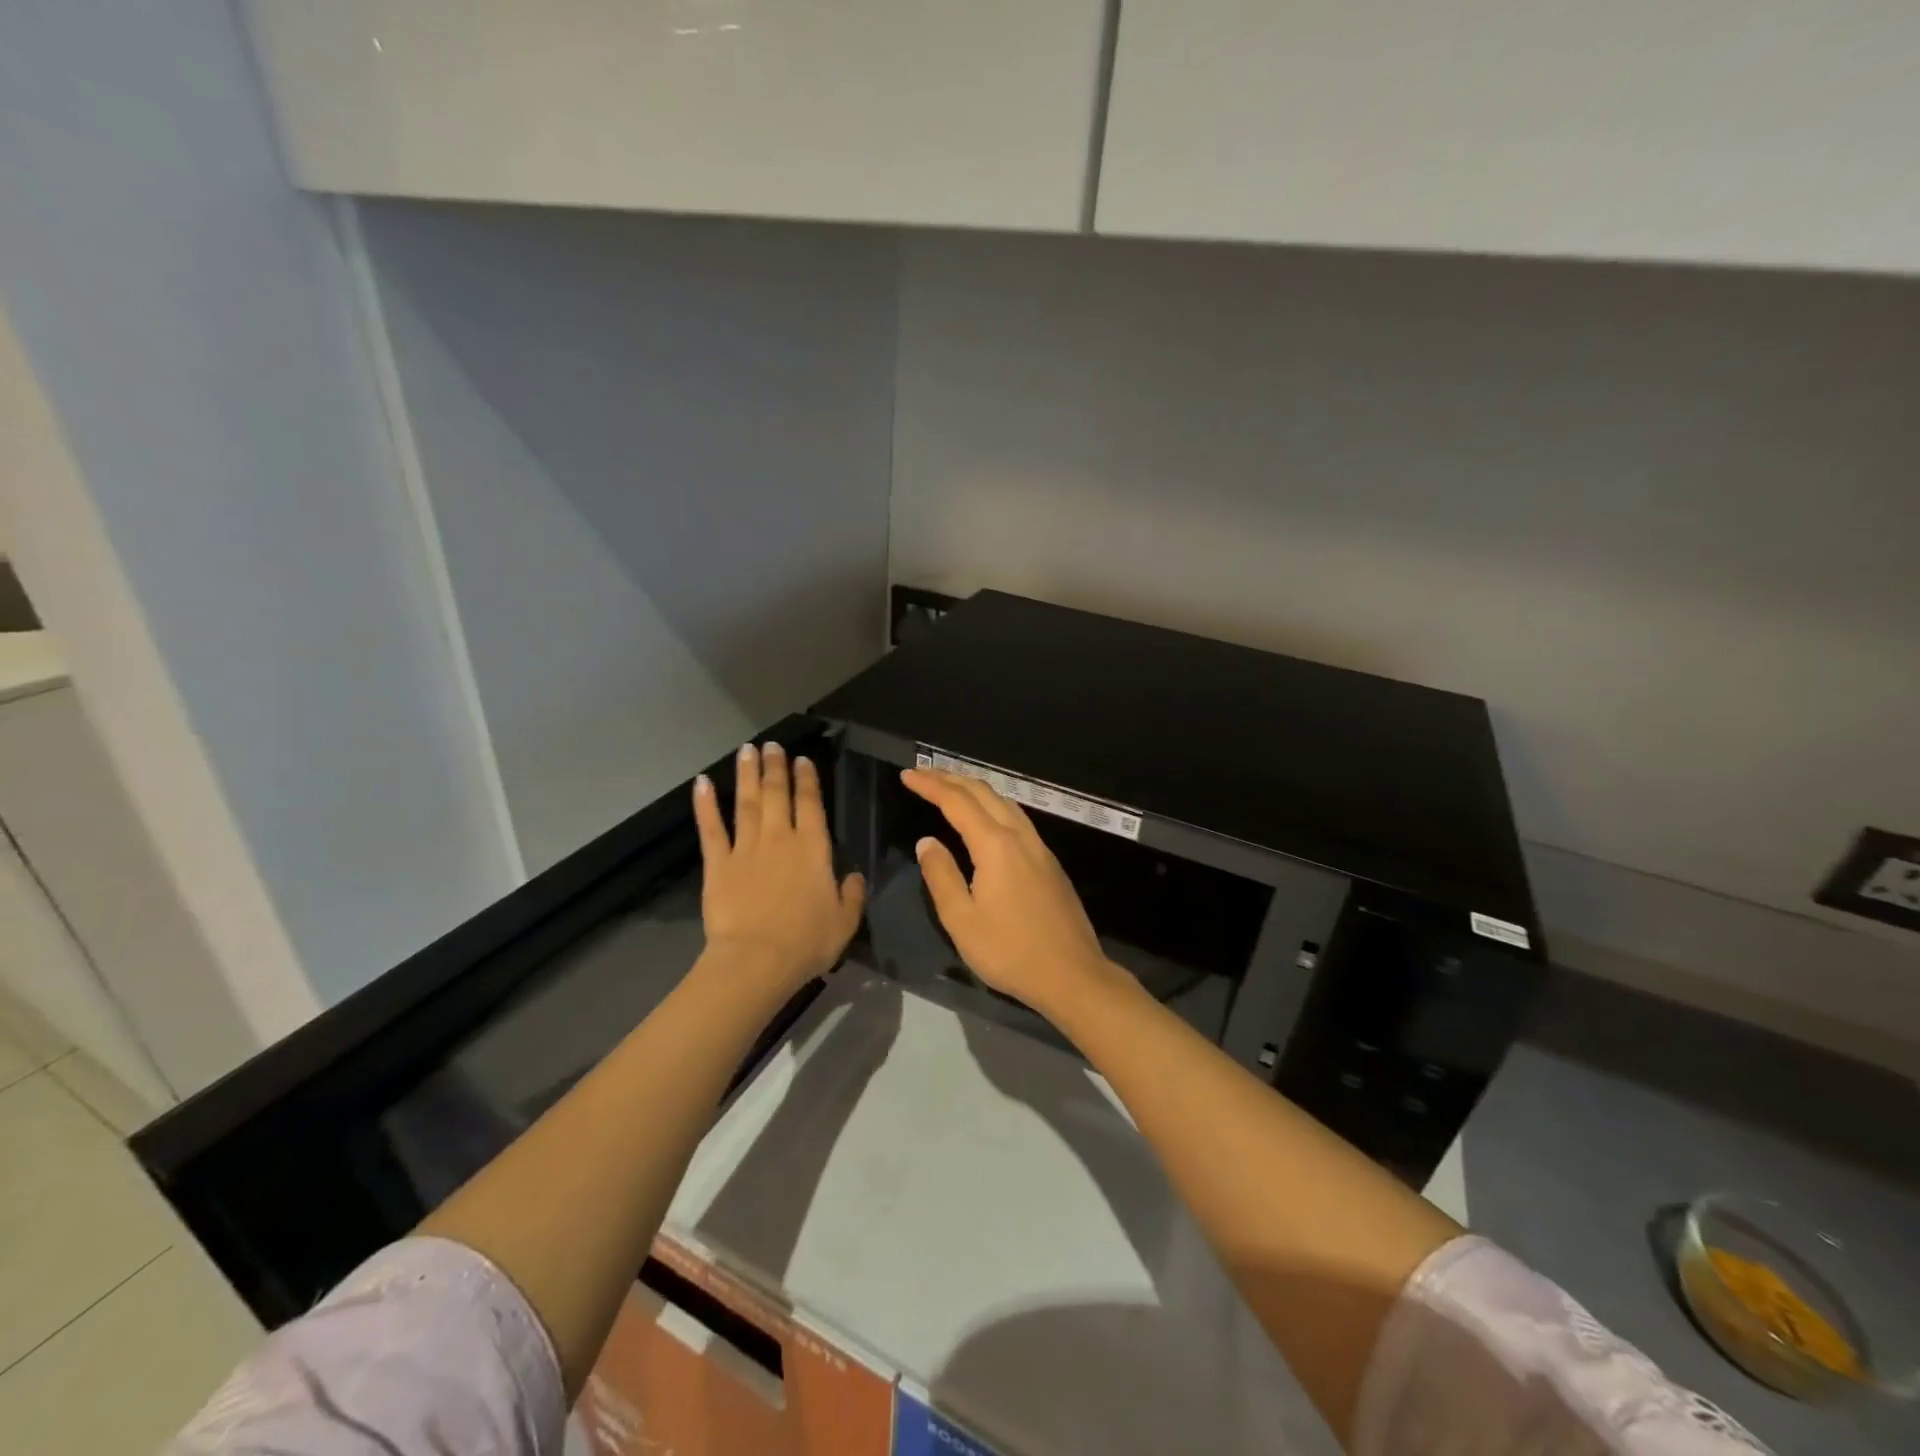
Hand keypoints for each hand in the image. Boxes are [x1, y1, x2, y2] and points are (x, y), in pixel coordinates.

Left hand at [694, 742, 865, 992]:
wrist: (756, 961)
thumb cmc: (806, 942)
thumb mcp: (845, 922)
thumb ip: (851, 895)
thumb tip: (854, 877)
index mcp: (813, 849)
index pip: (811, 804)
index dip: (807, 780)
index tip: (802, 760)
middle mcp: (780, 838)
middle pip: (777, 794)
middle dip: (776, 767)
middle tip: (772, 745)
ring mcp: (746, 848)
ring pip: (747, 802)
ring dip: (747, 774)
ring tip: (747, 750)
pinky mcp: (718, 864)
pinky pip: (711, 828)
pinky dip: (705, 804)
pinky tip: (702, 783)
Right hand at [900, 769, 1123, 1019]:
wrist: (1072, 975)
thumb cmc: (1010, 951)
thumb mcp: (962, 920)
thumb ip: (941, 876)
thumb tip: (927, 842)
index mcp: (995, 846)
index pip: (957, 802)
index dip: (930, 785)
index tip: (907, 775)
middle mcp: (1020, 836)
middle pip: (983, 793)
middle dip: (951, 778)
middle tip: (923, 773)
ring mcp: (1040, 847)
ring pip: (1005, 802)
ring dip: (975, 789)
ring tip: (951, 786)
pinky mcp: (1050, 862)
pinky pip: (1017, 818)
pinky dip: (994, 805)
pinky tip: (987, 817)